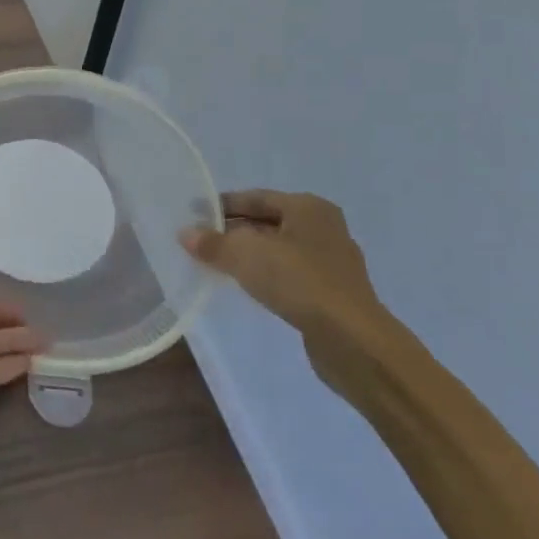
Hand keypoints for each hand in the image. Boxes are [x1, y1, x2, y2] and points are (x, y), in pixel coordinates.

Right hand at [180, 190, 389, 382]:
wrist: (353, 341)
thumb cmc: (298, 281)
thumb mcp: (244, 255)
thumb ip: (213, 243)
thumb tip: (186, 234)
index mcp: (308, 207)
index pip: (255, 197)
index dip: (222, 206)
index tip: (194, 216)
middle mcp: (325, 228)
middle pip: (268, 222)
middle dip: (235, 232)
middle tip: (203, 242)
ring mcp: (334, 262)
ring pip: (280, 250)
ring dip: (251, 256)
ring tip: (220, 265)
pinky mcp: (335, 294)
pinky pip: (292, 275)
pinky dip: (269, 277)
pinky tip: (250, 288)